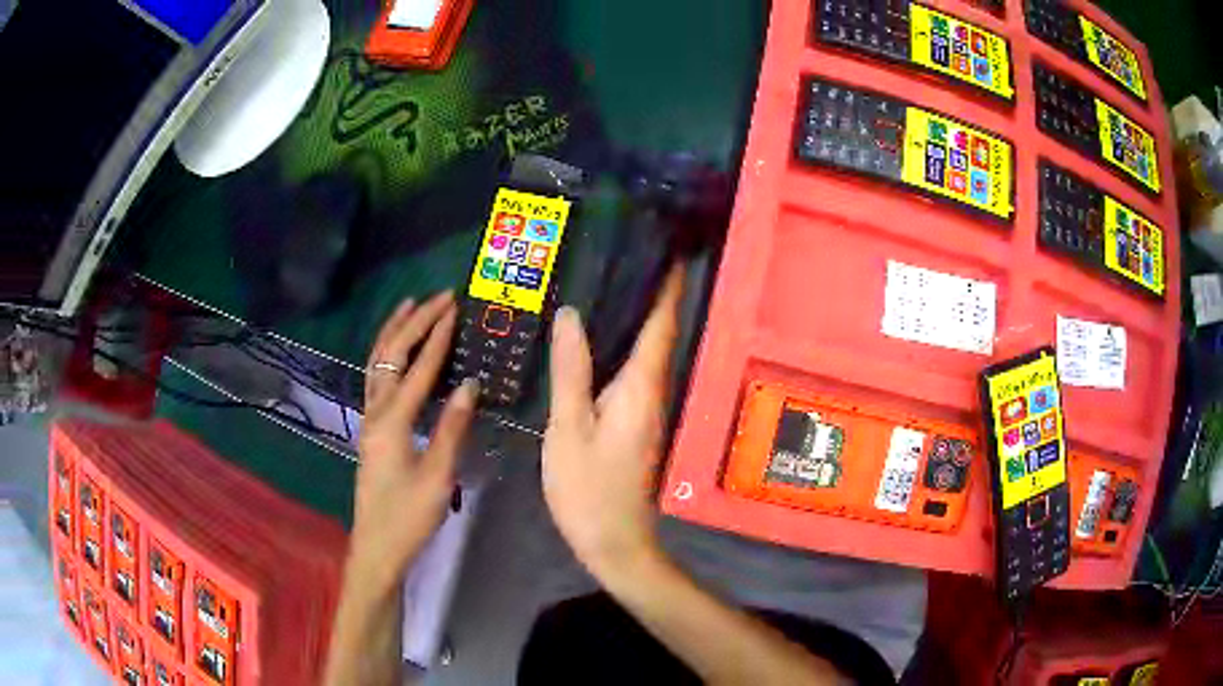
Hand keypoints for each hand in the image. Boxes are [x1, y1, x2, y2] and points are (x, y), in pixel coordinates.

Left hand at [348, 291, 478, 593]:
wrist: (377, 545)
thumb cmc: (409, 516)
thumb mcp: (438, 477)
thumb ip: (452, 429)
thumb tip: (470, 385)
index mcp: (392, 422)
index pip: (418, 371)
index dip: (437, 338)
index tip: (454, 309)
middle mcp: (375, 411)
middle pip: (392, 355)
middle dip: (415, 322)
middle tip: (439, 297)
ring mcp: (369, 418)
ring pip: (377, 362)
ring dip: (395, 331)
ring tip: (410, 305)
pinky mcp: (371, 427)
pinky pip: (376, 377)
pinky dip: (386, 353)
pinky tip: (396, 348)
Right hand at [542, 267, 684, 576]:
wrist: (613, 540)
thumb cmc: (588, 487)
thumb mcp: (569, 427)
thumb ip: (571, 370)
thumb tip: (571, 316)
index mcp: (640, 386)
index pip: (661, 324)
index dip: (669, 288)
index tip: (673, 252)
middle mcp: (653, 392)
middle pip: (659, 334)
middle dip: (654, 295)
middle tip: (633, 256)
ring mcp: (647, 410)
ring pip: (648, 353)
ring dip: (640, 319)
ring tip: (615, 285)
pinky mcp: (636, 423)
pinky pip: (634, 373)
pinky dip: (625, 347)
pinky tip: (601, 341)